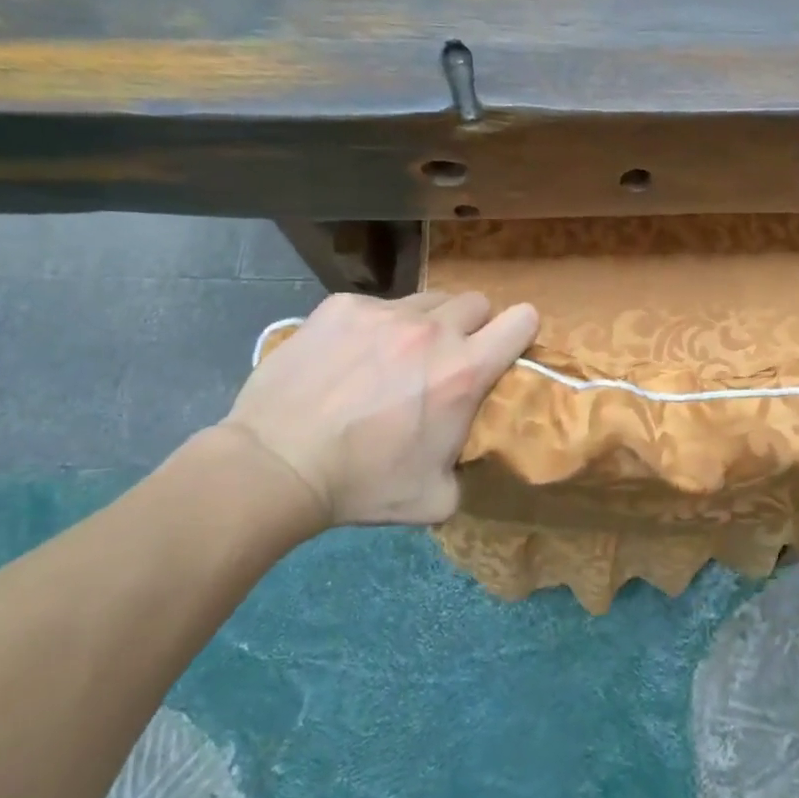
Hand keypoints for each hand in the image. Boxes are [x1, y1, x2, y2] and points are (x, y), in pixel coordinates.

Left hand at [221, 290, 538, 531]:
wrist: (277, 465)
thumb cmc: (363, 485)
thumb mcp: (436, 497)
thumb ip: (464, 465)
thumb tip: (460, 451)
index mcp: (465, 372)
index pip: (522, 321)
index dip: (521, 331)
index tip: (506, 347)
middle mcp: (432, 330)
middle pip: (476, 302)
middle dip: (472, 326)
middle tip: (447, 358)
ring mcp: (383, 312)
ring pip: (427, 300)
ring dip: (426, 323)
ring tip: (395, 355)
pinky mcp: (340, 306)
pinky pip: (375, 305)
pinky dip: (374, 326)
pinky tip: (348, 357)